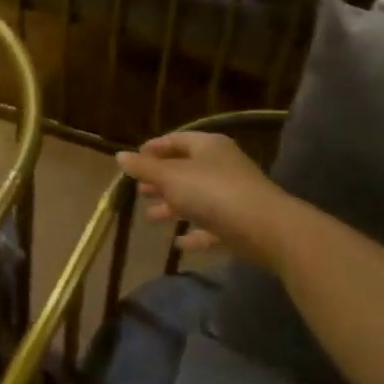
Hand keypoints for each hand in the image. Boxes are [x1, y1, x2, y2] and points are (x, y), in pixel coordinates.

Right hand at [116, 131, 286, 266]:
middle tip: (139, 190)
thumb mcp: (171, 177)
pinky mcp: (238, 223)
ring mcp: (232, 195)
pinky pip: (210, 225)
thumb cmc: (212, 192)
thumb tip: (119, 155)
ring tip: (150, 217)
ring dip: (173, 207)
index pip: (177, 140)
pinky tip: (178, 243)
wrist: (264, 228)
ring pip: (196, 198)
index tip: (134, 159)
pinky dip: (193, 231)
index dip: (154, 148)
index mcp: (208, 147)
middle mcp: (221, 166)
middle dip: (161, 180)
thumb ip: (145, 168)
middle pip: (185, 169)